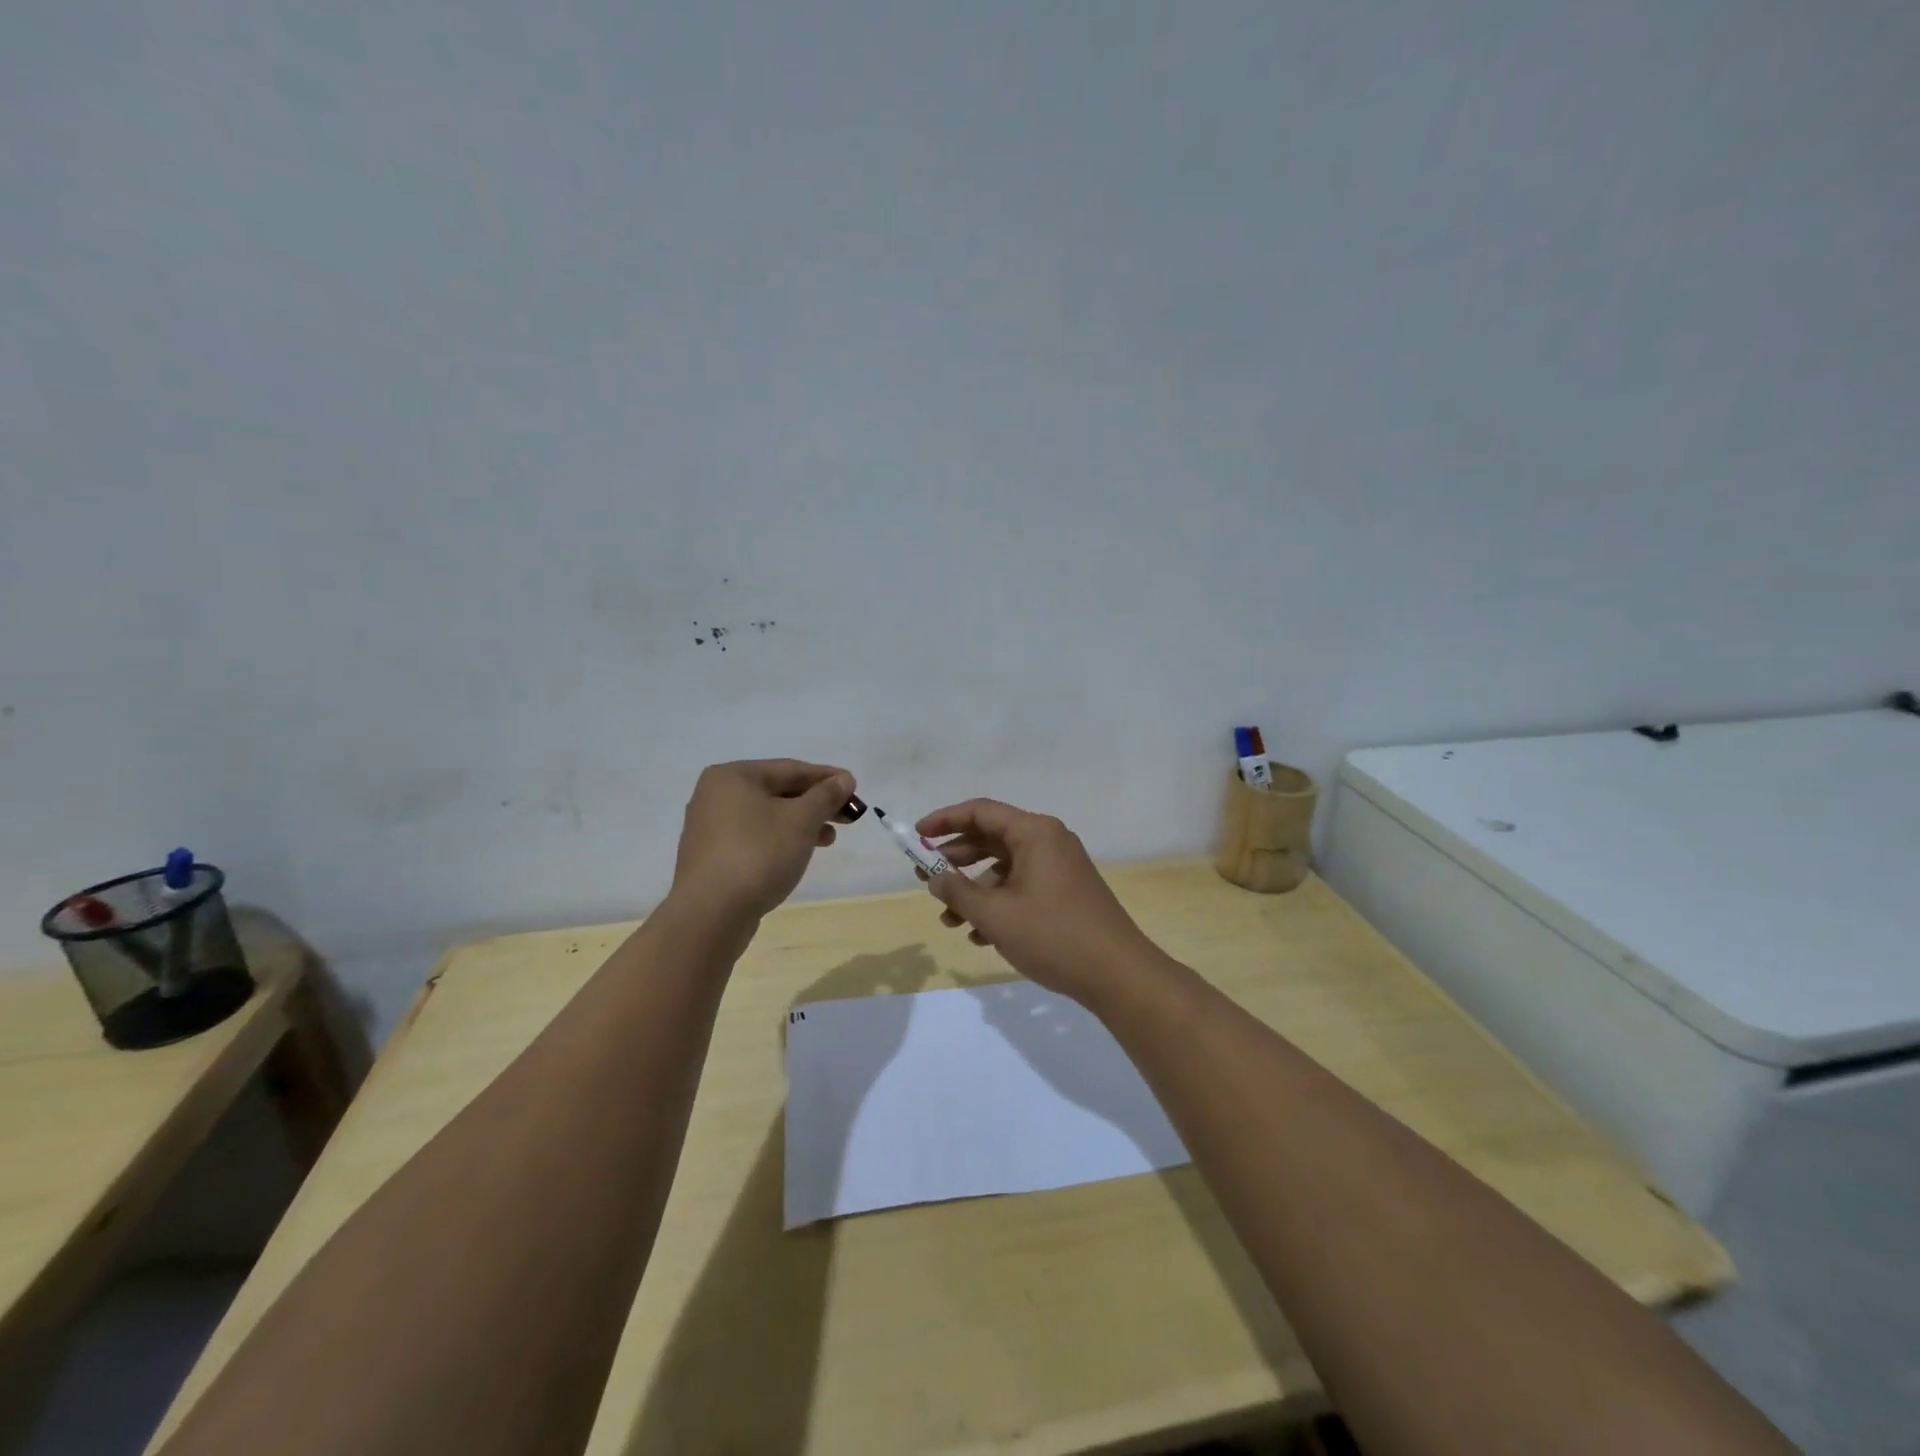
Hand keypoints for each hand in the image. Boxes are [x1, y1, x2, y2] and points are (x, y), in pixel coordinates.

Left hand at [671, 760, 854, 921]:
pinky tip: (799, 853)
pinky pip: (755, 837)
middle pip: (778, 791)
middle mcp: (716, 795)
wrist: (710, 915)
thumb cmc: (758, 855)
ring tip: (829, 839)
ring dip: (802, 823)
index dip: (827, 777)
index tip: (855, 788)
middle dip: (816, 803)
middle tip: (849, 816)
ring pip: (768, 816)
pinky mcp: (712, 856)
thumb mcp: (801, 820)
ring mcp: (710, 827)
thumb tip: (844, 779)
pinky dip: (780, 839)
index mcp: (733, 776)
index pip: (790, 768)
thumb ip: (826, 796)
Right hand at [916, 799, 1167, 1007]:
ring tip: (948, 920)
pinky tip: (979, 935)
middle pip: (991, 838)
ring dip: (973, 890)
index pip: (980, 812)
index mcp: (1034, 832)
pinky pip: (1021, 887)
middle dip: (955, 860)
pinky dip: (997, 903)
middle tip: (924, 878)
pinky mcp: (1065, 892)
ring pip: (1004, 867)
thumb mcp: (995, 915)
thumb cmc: (1053, 935)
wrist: (1118, 974)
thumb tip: (935, 878)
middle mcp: (1048, 841)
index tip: (916, 837)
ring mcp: (1059, 867)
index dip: (944, 821)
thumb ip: (958, 892)